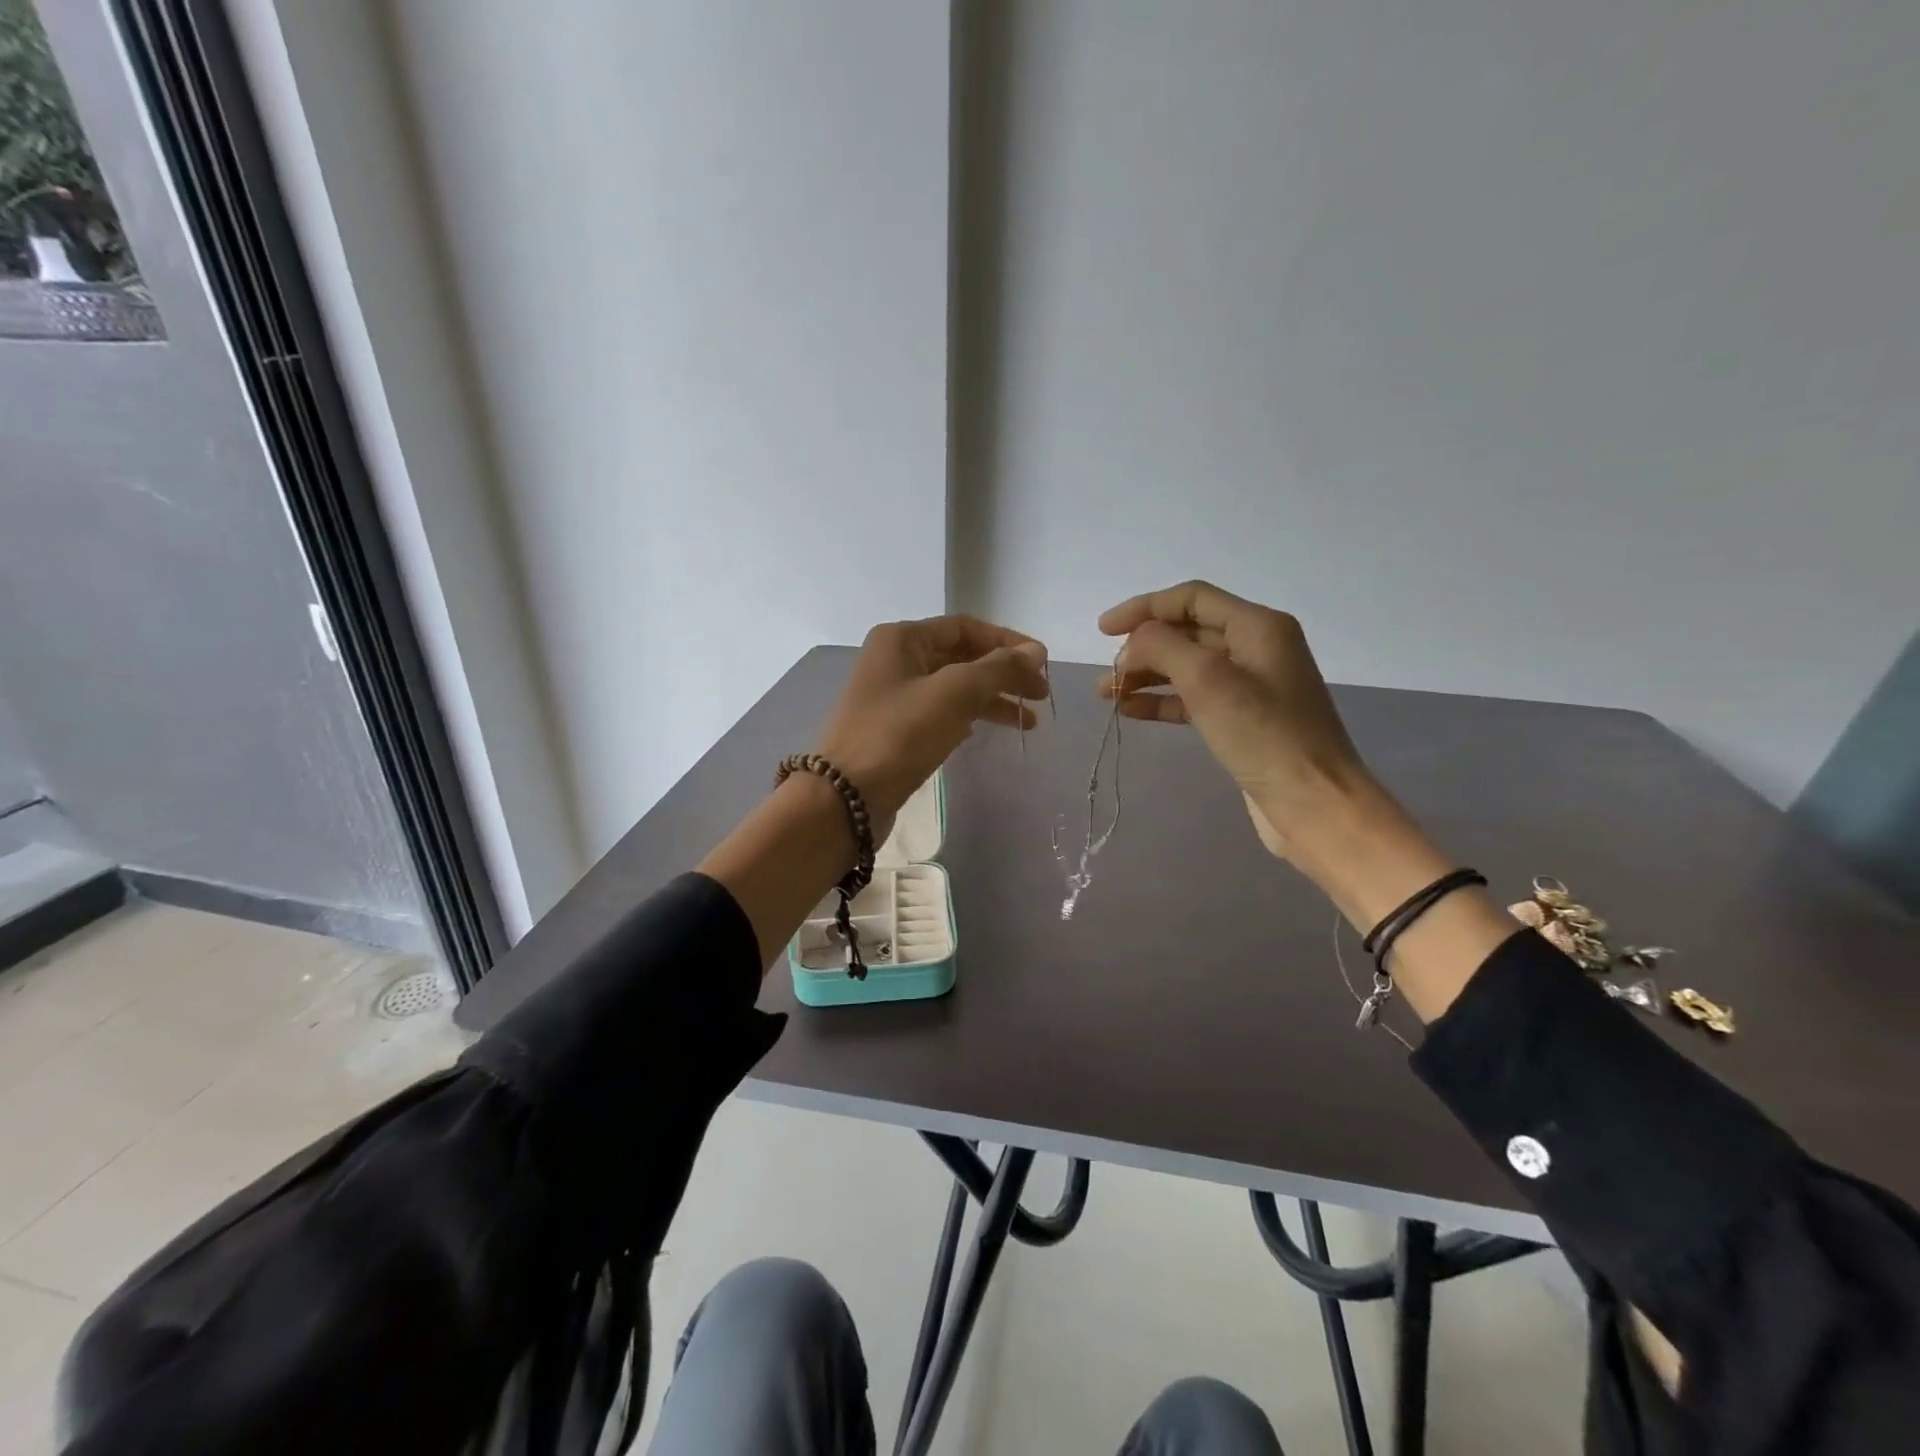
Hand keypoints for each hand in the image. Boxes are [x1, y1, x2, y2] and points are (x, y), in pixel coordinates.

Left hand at [816, 616, 1049, 842]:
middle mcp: (895, 659)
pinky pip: (941, 712)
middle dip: (1003, 673)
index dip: (1007, 642)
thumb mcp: (954, 693)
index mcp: (902, 638)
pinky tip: (991, 730)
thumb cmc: (900, 734)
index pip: (966, 627)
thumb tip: (1036, 651)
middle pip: (961, 656)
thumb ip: (999, 668)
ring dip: (992, 700)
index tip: (1042, 663)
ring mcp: (893, 695)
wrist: (847, 797)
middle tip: (1040, 695)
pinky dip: (969, 717)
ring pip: (954, 688)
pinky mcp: (895, 728)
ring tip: (1029, 722)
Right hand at [1097, 581, 1371, 861]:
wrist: (1314, 803)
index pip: (1191, 599)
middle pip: (1187, 632)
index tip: (1102, 630)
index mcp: (1258, 626)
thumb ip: (1163, 647)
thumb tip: (1134, 643)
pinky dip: (1162, 701)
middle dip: (1143, 647)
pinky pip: (1193, 698)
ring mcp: (1251, 686)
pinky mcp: (1243, 720)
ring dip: (1146, 675)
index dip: (1143, 608)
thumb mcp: (1208, 680)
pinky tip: (1131, 711)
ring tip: (1108, 694)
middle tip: (1109, 673)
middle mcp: (1256, 648)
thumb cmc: (1263, 735)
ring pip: (1187, 667)